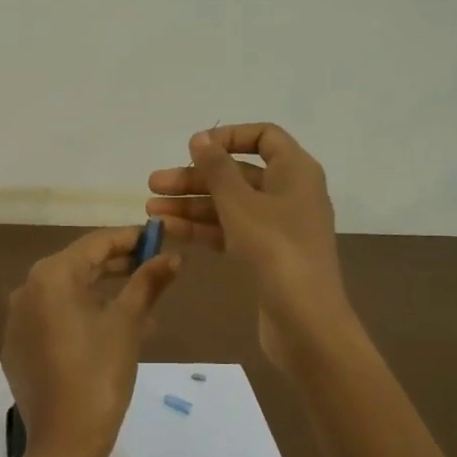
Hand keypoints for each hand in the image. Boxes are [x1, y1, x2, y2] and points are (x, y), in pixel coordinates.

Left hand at [0, 226, 182, 456]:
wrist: (65, 441)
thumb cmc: (100, 372)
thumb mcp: (128, 323)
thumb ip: (148, 282)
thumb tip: (173, 257)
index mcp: (51, 276)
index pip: (96, 243)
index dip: (129, 239)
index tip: (157, 239)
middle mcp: (26, 290)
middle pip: (78, 267)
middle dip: (117, 268)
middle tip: (152, 270)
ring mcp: (17, 322)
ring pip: (66, 295)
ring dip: (103, 296)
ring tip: (141, 309)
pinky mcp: (17, 349)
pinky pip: (52, 320)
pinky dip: (80, 319)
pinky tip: (109, 335)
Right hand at [145, 123, 350, 364]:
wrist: (306, 320)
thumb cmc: (276, 250)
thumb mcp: (241, 204)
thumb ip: (217, 169)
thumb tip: (200, 138)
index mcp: (295, 171)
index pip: (264, 137)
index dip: (229, 137)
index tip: (195, 148)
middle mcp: (290, 193)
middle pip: (239, 174)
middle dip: (196, 178)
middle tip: (154, 184)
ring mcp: (279, 226)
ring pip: (230, 205)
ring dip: (192, 205)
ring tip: (151, 209)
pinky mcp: (267, 255)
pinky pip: (231, 231)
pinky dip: (203, 228)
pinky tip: (169, 229)